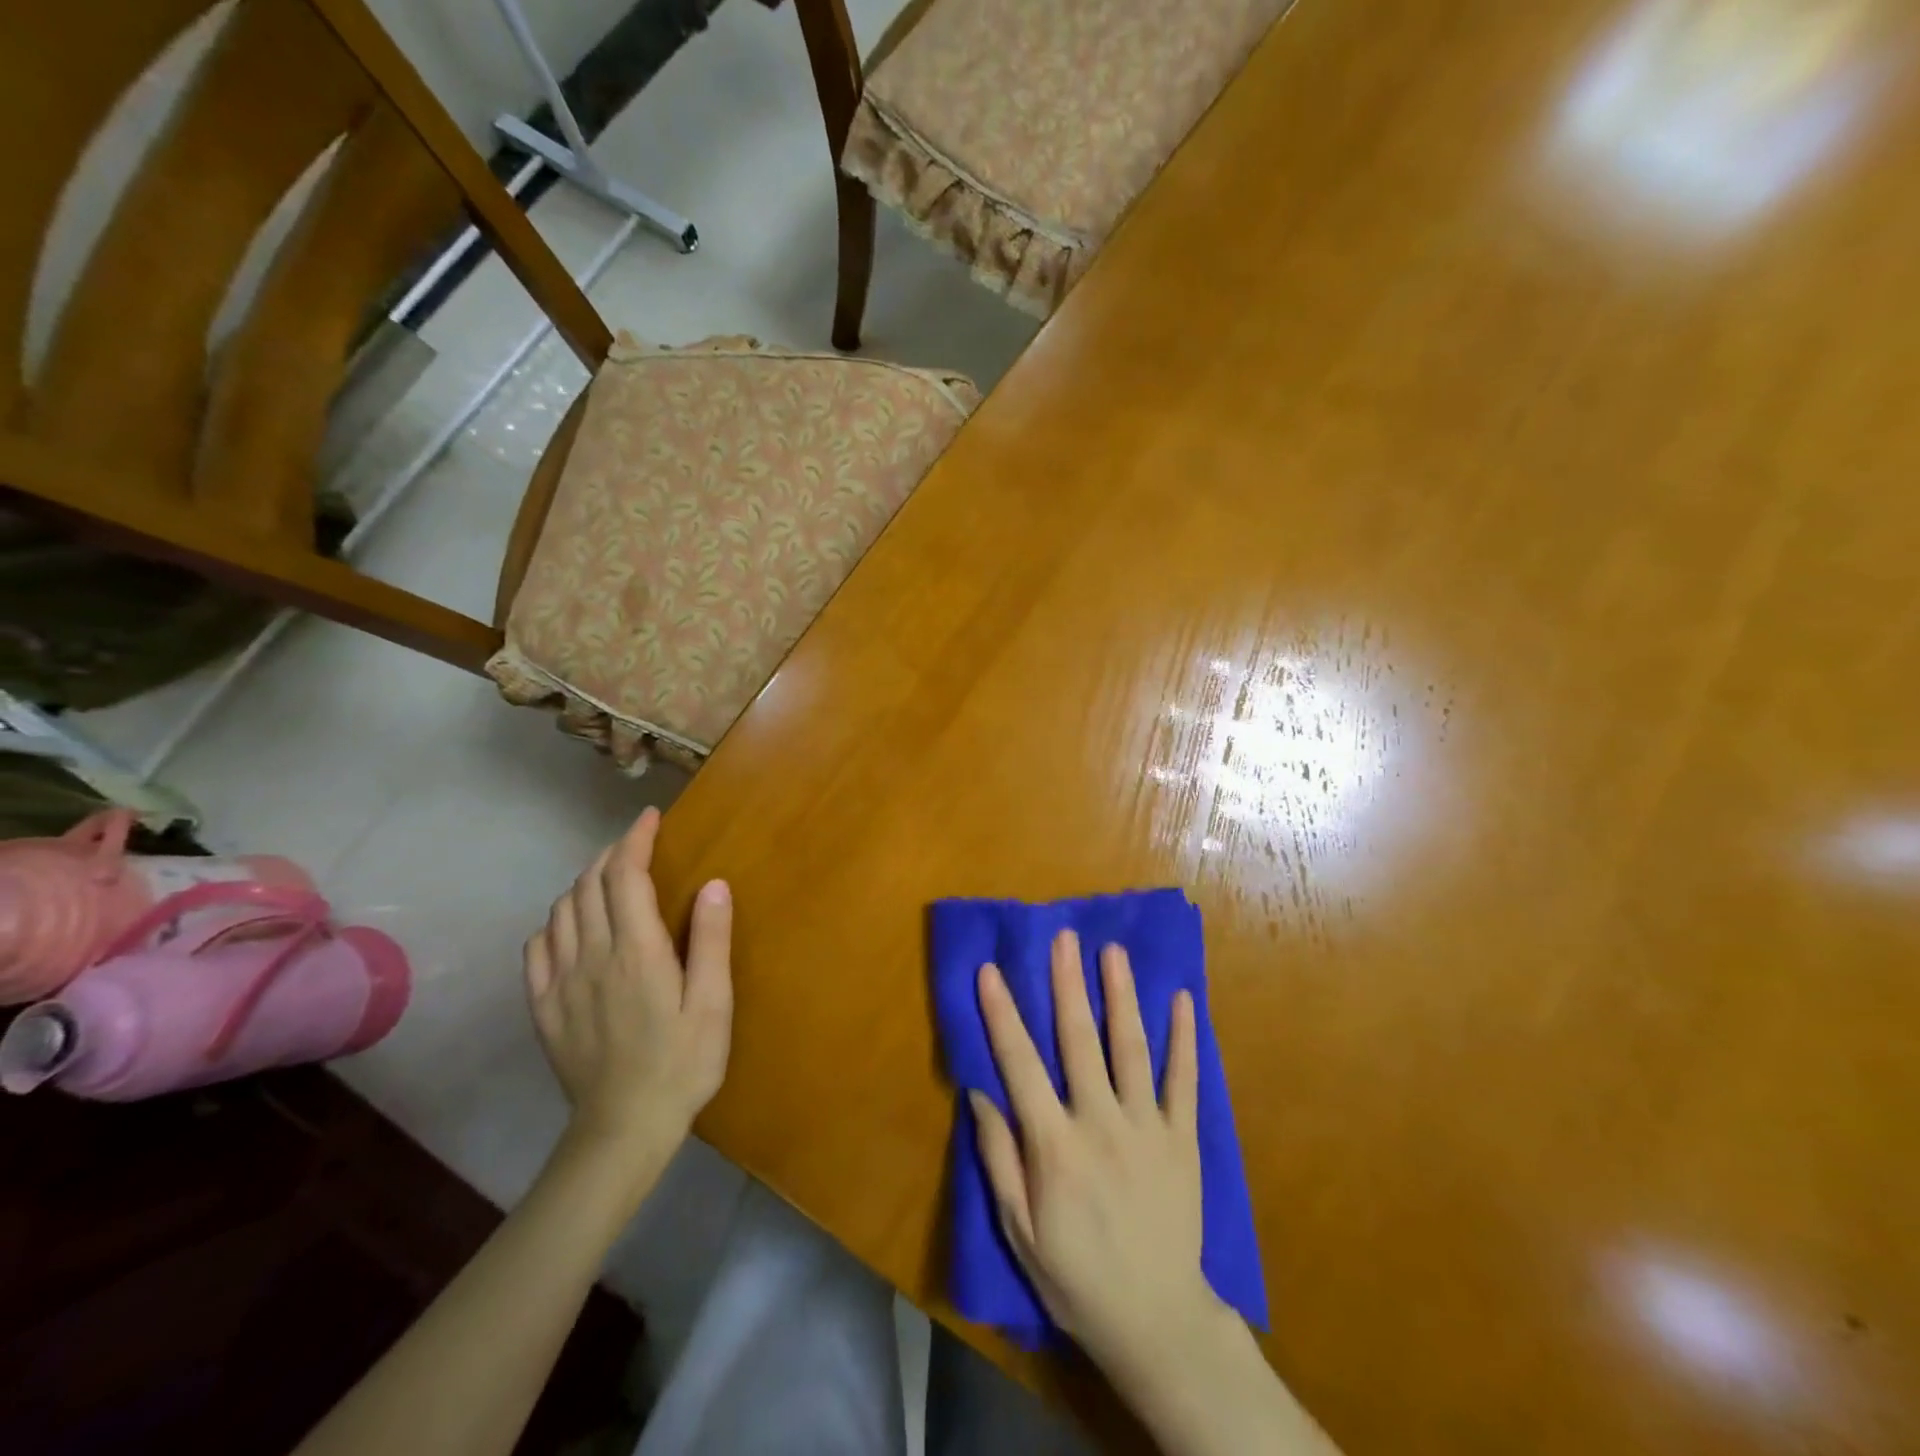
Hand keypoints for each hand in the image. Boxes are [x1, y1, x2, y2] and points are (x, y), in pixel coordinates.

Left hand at [524, 808, 732, 1167]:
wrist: (623, 1129)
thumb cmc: (682, 1064)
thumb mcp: (713, 1004)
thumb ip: (710, 941)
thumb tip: (713, 883)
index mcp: (636, 952)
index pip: (626, 876)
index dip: (635, 839)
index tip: (650, 818)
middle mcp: (592, 956)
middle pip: (589, 885)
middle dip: (610, 854)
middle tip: (636, 845)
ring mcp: (561, 982)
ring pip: (561, 910)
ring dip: (583, 883)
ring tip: (608, 879)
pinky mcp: (544, 1007)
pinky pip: (537, 947)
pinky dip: (554, 922)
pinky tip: (571, 926)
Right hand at [969, 929, 1214, 1375]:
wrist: (1157, 1321)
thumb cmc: (1076, 1276)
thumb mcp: (1020, 1230)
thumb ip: (999, 1158)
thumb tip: (978, 1094)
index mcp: (1055, 1146)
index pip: (1020, 1065)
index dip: (1002, 1014)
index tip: (990, 970)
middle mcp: (1101, 1124)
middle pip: (1079, 1041)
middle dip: (1068, 984)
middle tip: (1063, 938)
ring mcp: (1147, 1128)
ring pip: (1131, 1049)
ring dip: (1121, 996)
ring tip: (1113, 952)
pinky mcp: (1183, 1139)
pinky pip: (1185, 1081)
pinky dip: (1185, 1039)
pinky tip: (1184, 1000)